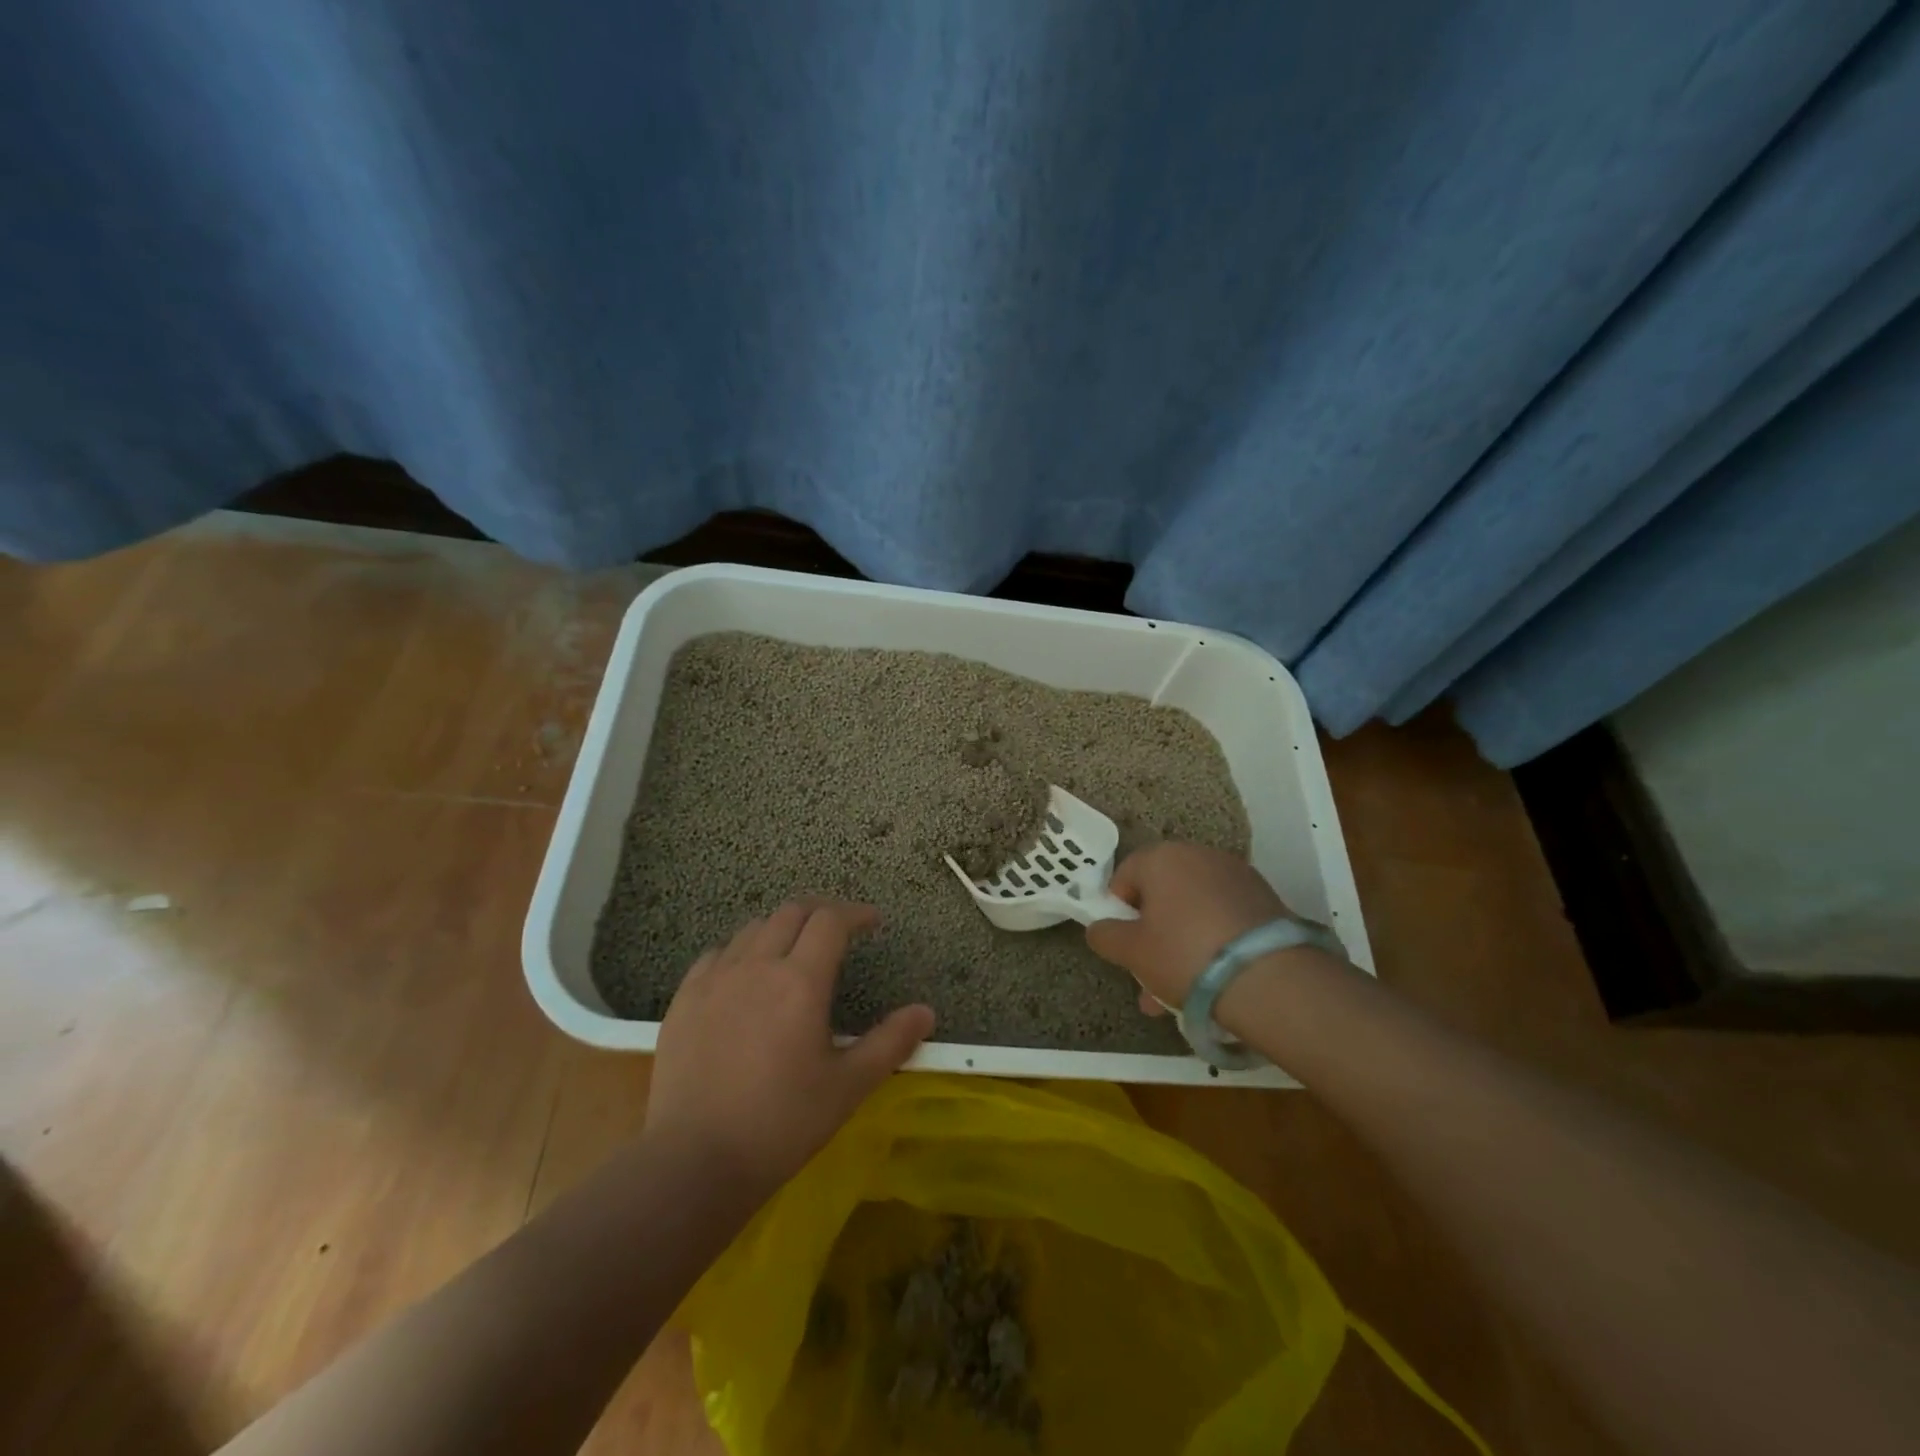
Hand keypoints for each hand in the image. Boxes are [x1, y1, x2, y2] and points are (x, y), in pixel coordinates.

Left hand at [644, 901, 934, 1203]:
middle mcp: (757, 966)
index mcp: (800, 981)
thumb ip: (890, 1043)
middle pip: (791, 912)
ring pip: (753, 929)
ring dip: (781, 928)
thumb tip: (926, 1012)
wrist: (694, 1162)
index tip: (872, 922)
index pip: (831, 921)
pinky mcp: (683, 999)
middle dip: (821, 912)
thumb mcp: (848, 1087)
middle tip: (838, 930)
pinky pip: (716, 954)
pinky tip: (744, 976)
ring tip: (794, 950)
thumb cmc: (781, 1124)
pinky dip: (740, 951)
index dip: (855, 913)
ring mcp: (714, 979)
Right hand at [1085, 843, 1296, 1014]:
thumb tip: (1100, 928)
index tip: (1124, 942)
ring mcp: (1237, 876)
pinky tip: (1211, 980)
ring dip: (1181, 941)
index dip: (1118, 909)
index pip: (1125, 875)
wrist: (1269, 978)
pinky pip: (1223, 917)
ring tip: (1177, 991)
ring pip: (1194, 909)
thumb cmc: (1184, 954)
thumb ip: (1105, 936)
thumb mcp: (1132, 951)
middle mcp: (1199, 855)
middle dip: (1152, 932)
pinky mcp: (1266, 900)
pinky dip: (1212, 940)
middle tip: (1148, 972)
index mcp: (1162, 857)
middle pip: (1163, 892)